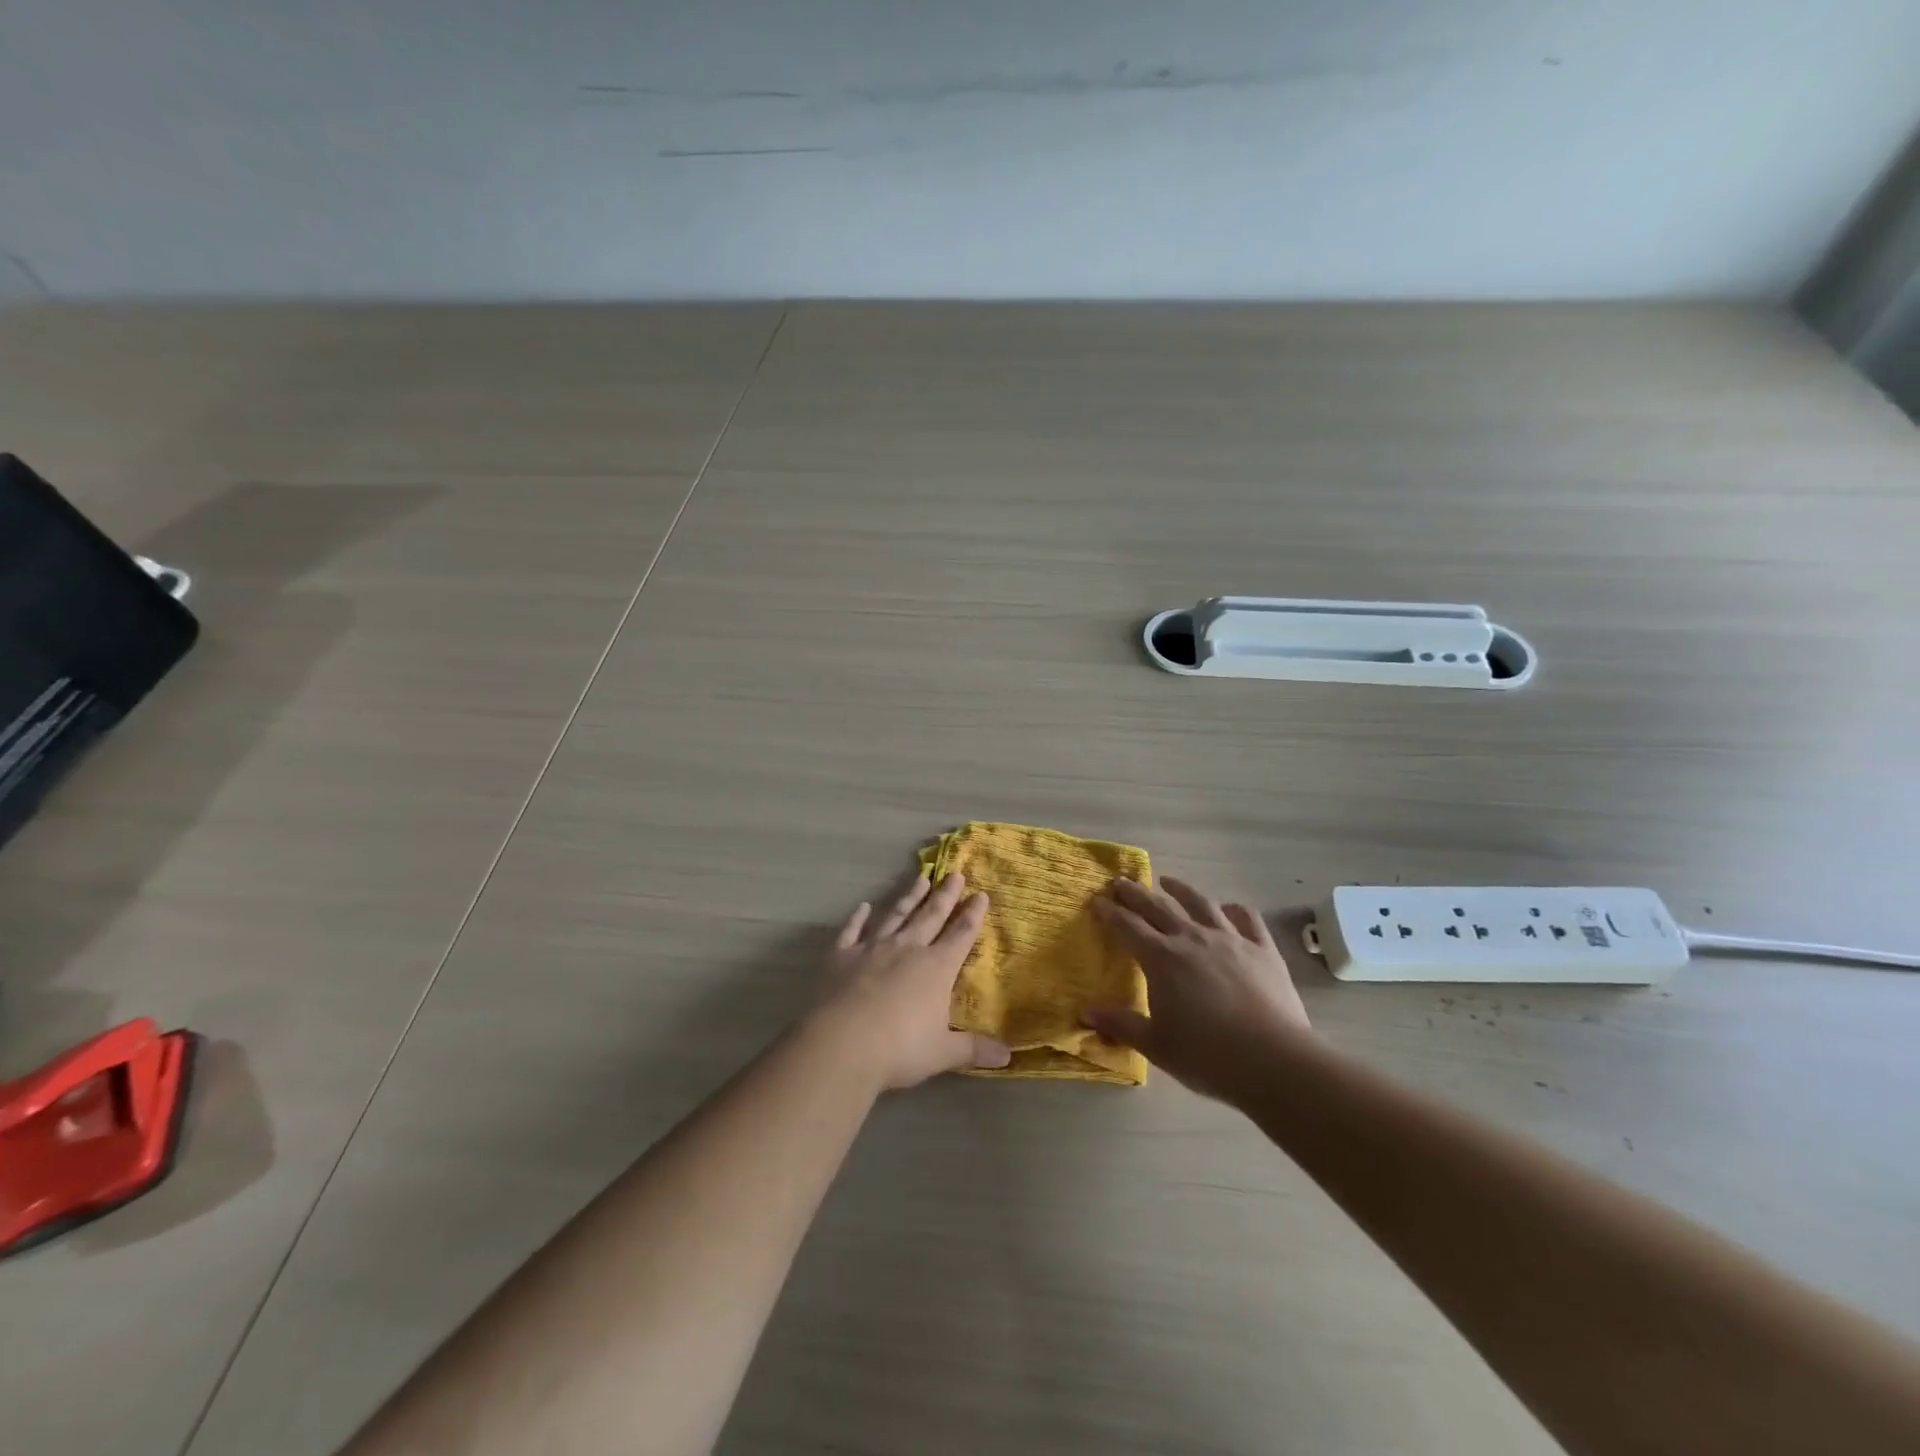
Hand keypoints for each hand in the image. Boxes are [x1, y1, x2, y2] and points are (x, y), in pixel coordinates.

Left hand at [813, 872, 1011, 1089]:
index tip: (981, 894)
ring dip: (909, 897)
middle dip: (945, 895)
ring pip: (896, 915)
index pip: (961, 935)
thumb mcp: (943, 1053)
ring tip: (921, 878)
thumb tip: (1007, 1056)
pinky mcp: (841, 956)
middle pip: (931, 916)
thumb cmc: (900, 1049)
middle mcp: (907, 948)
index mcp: (936, 968)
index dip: (972, 915)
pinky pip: (851, 931)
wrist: (842, 1044)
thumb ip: (974, 1050)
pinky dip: (857, 918)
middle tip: (955, 873)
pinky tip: (862, 906)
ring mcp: (872, 948)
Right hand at [1084, 876, 1312, 1101]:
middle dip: (1136, 893)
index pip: (1127, 926)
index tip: (1096, 901)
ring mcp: (1230, 939)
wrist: (1273, 1061)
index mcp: (1161, 958)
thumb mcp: (1156, 1046)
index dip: (1109, 912)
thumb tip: (1086, 1014)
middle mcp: (1192, 938)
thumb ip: (1121, 1025)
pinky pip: (1247, 918)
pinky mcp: (1262, 949)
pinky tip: (1229, 908)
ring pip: (1200, 903)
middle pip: (1158, 907)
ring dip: (1181, 889)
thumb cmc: (1207, 1056)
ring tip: (1168, 881)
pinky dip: (1235, 909)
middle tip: (1121, 882)